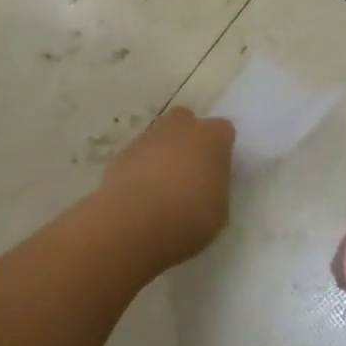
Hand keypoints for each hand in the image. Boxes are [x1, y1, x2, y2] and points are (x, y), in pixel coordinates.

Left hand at [98, 107, 236, 272]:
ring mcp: (148, 138)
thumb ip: (215, 187)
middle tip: (189, 171)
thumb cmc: (189, 217)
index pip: (223, 131)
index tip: (216, 172)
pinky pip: (138, 156)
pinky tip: (140, 196)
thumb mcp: (219, 210)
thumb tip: (206, 184)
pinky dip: (140, 169)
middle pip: (186, 122)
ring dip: (162, 155)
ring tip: (162, 190)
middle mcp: (180, 128)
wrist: (134, 223)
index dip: (220, 150)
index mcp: (211, 138)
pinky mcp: (122, 154)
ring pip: (160, 138)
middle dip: (188, 139)